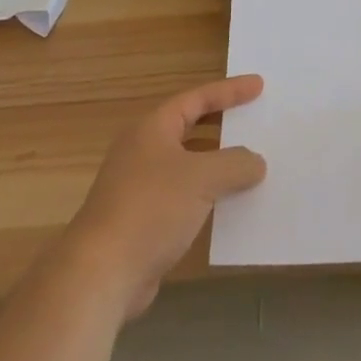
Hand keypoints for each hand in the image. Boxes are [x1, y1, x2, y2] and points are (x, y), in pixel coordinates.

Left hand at [63, 75, 267, 318]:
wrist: (101, 275)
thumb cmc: (151, 209)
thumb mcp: (201, 178)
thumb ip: (235, 164)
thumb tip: (256, 162)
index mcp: (153, 128)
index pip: (197, 98)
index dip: (230, 91)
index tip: (259, 85)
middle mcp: (144, 151)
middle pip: (191, 128)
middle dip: (223, 125)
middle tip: (254, 120)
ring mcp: (140, 187)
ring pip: (188, 165)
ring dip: (217, 165)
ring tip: (251, 165)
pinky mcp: (143, 221)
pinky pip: (184, 197)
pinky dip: (207, 196)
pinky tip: (230, 207)